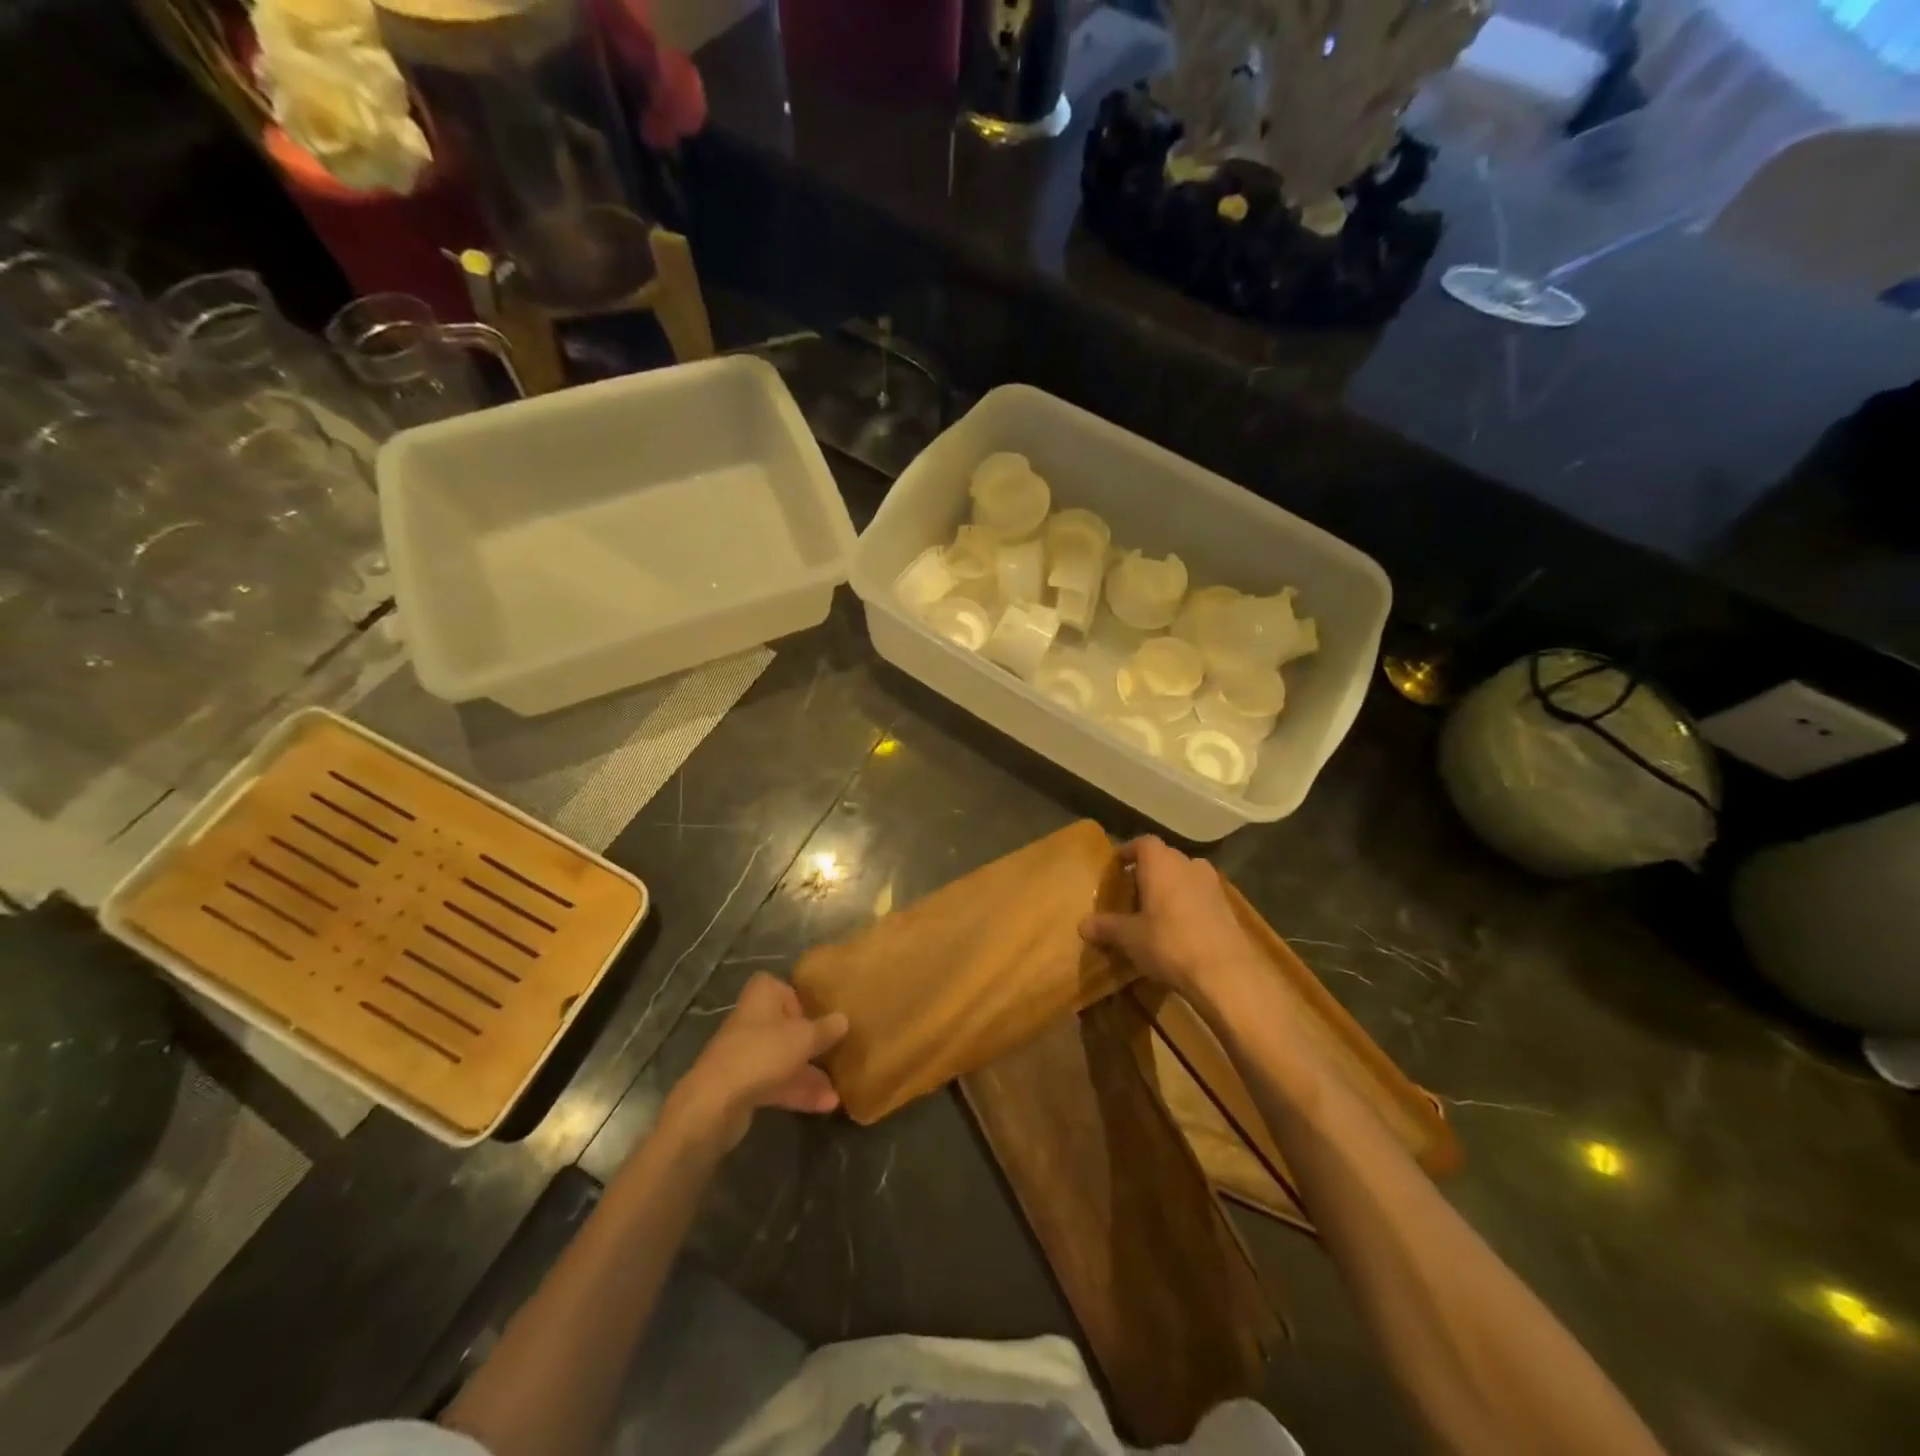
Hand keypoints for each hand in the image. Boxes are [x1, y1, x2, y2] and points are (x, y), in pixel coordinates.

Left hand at [665, 974, 848, 1151]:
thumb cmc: (762, 1053)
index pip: (776, 986)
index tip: (816, 1012)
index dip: (796, 997)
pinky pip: (776, 1083)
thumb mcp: (804, 1037)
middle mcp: (751, 1022)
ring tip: (838, 1090)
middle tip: (834, 1049)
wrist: (715, 1103)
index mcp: (760, 998)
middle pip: (783, 1025)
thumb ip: (825, 1028)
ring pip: (782, 1058)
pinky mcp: (742, 1086)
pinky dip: (798, 1092)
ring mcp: (745, 1056)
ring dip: (809, 1073)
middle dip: (809, 1040)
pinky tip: (826, 1105)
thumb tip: (843, 1019)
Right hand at [1079, 836, 1261, 1000]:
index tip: (1117, 866)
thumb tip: (1083, 925)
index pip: (1142, 843)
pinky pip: (1200, 895)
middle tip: (1132, 891)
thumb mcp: (1129, 938)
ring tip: (1155, 910)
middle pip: (1165, 858)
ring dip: (1171, 887)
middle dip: (1148, 871)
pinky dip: (1188, 903)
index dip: (1128, 852)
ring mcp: (1212, 884)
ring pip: (1185, 876)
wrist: (1226, 972)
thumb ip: (1106, 927)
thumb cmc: (1169, 943)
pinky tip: (1180, 928)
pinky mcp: (1227, 907)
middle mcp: (1188, 864)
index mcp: (1161, 863)